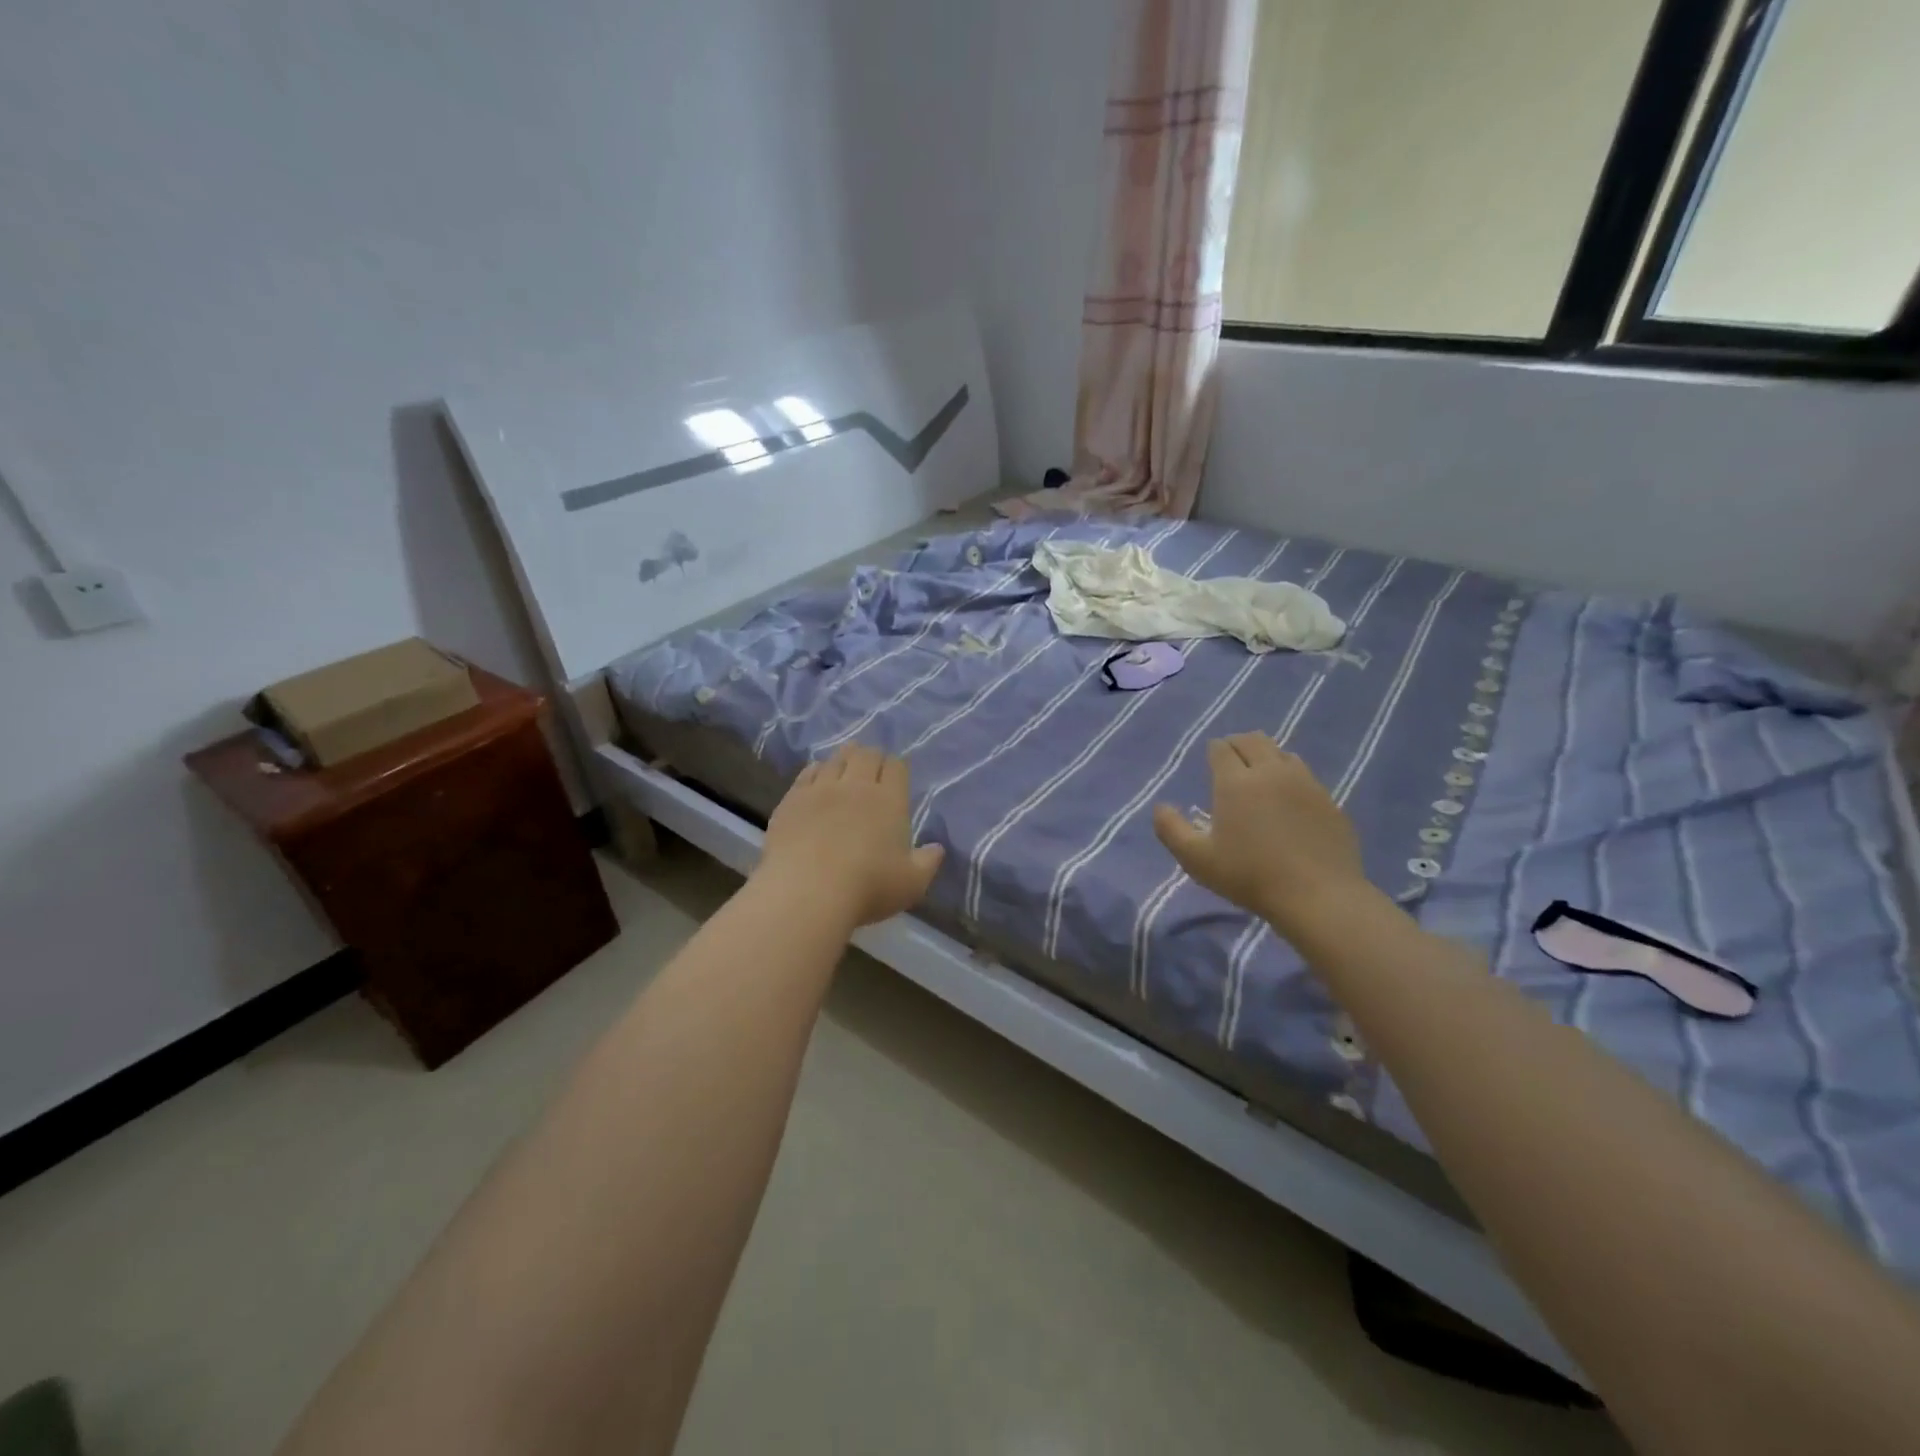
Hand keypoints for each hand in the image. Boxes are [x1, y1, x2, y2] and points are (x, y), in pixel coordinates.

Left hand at [757, 744, 945, 928]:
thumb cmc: (867, 888)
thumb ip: (927, 863)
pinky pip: (807, 773)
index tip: (896, 773)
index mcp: (889, 800)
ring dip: (844, 758)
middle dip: (871, 756)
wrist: (807, 891)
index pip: (896, 767)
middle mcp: (856, 786)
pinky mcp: (792, 800)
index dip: (897, 766)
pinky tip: (816, 775)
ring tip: (846, 764)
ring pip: (836, 759)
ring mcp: (821, 789)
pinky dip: (816, 770)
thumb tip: (937, 848)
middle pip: (866, 755)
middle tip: (871, 766)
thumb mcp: (911, 883)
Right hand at [1152, 734, 1369, 939]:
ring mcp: (1305, 783)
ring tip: (1260, 776)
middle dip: (1238, 744)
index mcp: (1236, 781)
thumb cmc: (1250, 876)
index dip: (1213, 751)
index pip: (1221, 748)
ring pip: (1282, 753)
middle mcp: (1271, 772)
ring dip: (1266, 757)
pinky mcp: (1329, 800)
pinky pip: (1305, 775)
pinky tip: (1289, 800)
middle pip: (1253, 740)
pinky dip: (1291, 777)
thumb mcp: (1197, 859)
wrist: (1319, 897)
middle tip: (1231, 762)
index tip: (1210, 763)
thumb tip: (1160, 806)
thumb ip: (1171, 829)